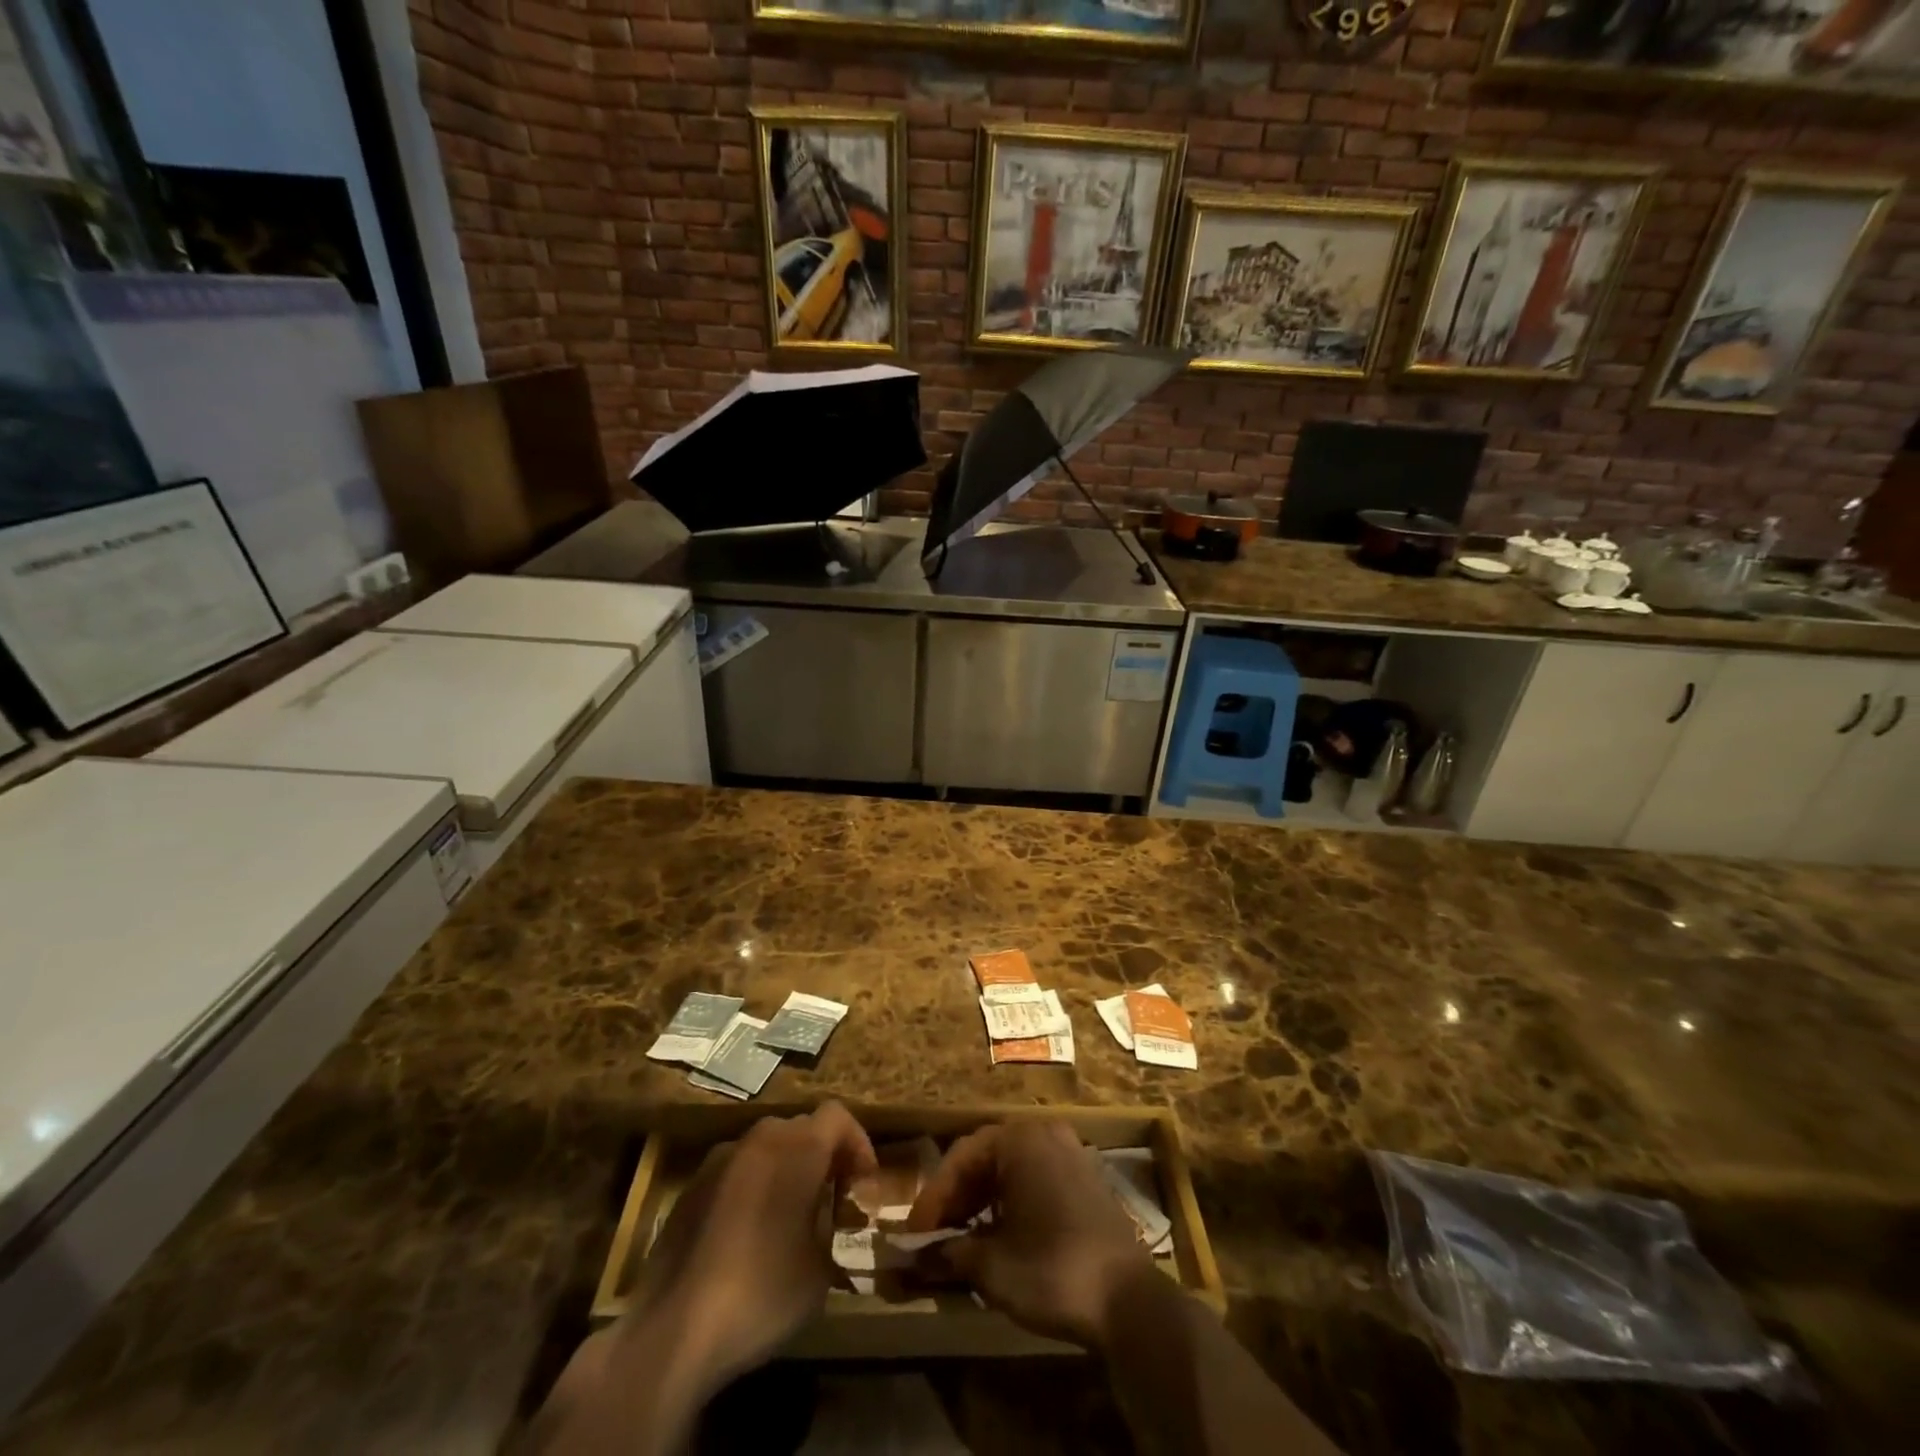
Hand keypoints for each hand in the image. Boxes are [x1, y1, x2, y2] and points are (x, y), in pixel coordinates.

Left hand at [627, 1101, 876, 1390]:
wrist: (673, 1328)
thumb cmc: (762, 1292)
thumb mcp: (820, 1271)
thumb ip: (834, 1229)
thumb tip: (832, 1222)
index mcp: (798, 1148)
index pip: (838, 1116)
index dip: (857, 1143)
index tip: (863, 1183)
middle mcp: (760, 1139)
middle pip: (802, 1128)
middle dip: (822, 1156)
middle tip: (832, 1198)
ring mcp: (720, 1160)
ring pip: (766, 1147)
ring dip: (785, 1170)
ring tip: (791, 1218)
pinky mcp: (691, 1187)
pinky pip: (735, 1172)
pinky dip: (752, 1188)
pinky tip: (748, 1237)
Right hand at [906, 1119, 1153, 1350]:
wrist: (1130, 1301)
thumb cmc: (1053, 1270)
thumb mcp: (992, 1267)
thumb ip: (949, 1253)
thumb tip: (913, 1259)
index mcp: (1019, 1139)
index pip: (961, 1158)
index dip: (933, 1199)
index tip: (913, 1237)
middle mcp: (1044, 1133)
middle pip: (985, 1158)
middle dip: (955, 1199)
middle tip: (933, 1239)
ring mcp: (1069, 1153)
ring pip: (1010, 1169)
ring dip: (980, 1202)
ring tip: (961, 1242)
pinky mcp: (1085, 1179)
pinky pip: (1034, 1179)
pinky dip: (1009, 1203)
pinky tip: (999, 1237)